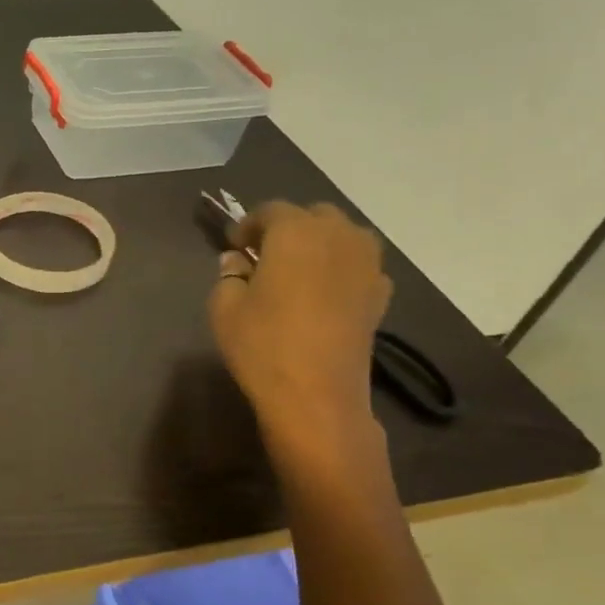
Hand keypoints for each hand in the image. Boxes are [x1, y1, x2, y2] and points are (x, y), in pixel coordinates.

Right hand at [208, 201, 390, 438]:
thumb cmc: (262, 344)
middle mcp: (337, 236)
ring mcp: (366, 264)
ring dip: (319, 243)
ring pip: (343, 235)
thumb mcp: (225, 308)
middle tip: (263, 255)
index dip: (247, 225)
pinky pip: (358, 264)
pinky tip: (323, 293)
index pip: (270, 210)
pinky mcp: (380, 293)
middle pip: (312, 216)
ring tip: (297, 270)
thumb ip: (229, 275)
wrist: (316, 394)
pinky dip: (340, 268)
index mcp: (295, 232)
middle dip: (287, 228)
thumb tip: (237, 262)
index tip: (233, 245)